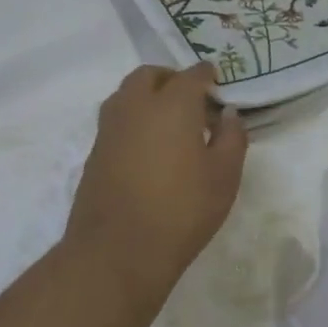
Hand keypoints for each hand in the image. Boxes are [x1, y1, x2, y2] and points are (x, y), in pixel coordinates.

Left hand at [66, 64, 248, 299]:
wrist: (117, 251)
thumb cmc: (181, 211)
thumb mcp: (224, 177)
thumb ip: (232, 138)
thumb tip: (229, 114)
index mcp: (172, 104)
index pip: (192, 75)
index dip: (207, 76)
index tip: (217, 84)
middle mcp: (136, 105)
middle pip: (150, 75)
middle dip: (171, 79)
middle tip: (191, 100)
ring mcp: (110, 127)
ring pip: (127, 94)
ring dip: (147, 96)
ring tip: (168, 122)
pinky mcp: (95, 151)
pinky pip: (116, 119)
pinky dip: (133, 119)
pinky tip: (148, 147)